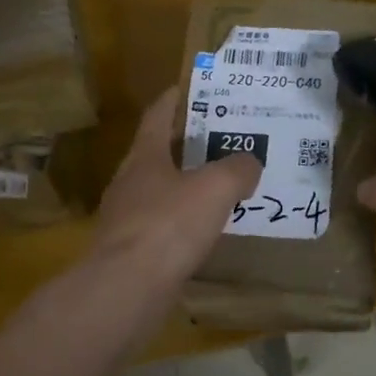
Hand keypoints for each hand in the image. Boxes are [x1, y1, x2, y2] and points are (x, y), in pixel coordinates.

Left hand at [90, 89, 262, 297]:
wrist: (126, 289)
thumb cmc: (168, 225)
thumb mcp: (214, 188)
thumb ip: (236, 169)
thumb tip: (249, 162)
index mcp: (145, 156)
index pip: (158, 115)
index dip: (174, 99)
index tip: (191, 87)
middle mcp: (130, 182)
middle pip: (159, 153)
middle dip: (189, 144)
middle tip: (223, 137)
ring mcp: (127, 218)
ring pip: (162, 191)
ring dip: (188, 185)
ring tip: (222, 183)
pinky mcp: (132, 252)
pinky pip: (164, 226)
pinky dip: (185, 222)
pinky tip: (206, 230)